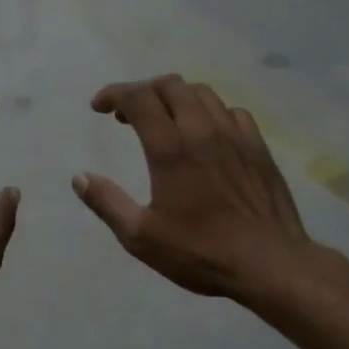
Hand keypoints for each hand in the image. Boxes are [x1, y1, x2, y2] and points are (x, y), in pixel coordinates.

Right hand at [74, 76, 320, 301]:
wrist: (268, 262)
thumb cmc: (200, 252)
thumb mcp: (141, 237)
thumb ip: (107, 203)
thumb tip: (80, 177)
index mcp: (170, 148)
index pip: (138, 98)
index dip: (114, 93)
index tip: (99, 107)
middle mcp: (202, 130)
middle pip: (170, 86)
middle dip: (143, 91)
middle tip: (127, 115)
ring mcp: (235, 134)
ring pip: (202, 93)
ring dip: (175, 97)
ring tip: (163, 119)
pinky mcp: (258, 146)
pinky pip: (230, 111)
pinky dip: (209, 112)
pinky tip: (206, 133)